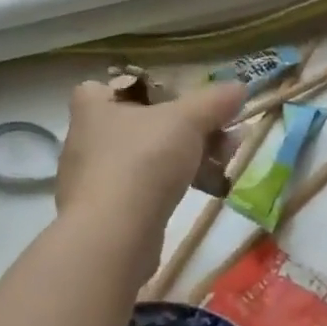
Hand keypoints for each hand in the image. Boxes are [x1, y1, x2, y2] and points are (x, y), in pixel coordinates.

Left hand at [57, 80, 245, 268]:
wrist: (114, 238)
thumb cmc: (142, 160)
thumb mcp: (187, 120)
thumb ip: (214, 100)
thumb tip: (240, 87)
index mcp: (92, 108)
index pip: (103, 87)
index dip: (135, 88)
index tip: (169, 96)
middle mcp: (86, 141)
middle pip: (138, 122)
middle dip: (181, 126)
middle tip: (217, 132)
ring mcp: (93, 181)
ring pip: (145, 158)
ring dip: (184, 157)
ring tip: (223, 162)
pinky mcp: (106, 216)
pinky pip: (143, 190)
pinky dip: (173, 187)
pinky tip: (207, 190)